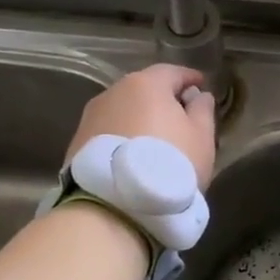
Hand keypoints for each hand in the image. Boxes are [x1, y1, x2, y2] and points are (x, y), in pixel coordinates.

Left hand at [67, 64, 217, 187]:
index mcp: (146, 84)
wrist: (113, 207)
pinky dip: (123, 137)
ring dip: (140, 119)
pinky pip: (109, 132)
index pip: (172, 72)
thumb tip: (199, 96)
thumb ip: (203, 111)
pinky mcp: (77, 144)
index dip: (189, 78)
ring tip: (156, 141)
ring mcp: (90, 118)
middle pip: (144, 89)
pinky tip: (134, 157)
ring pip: (123, 111)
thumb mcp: (201, 137)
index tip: (201, 87)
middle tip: (180, 117)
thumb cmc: (169, 164)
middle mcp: (113, 93)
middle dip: (163, 99)